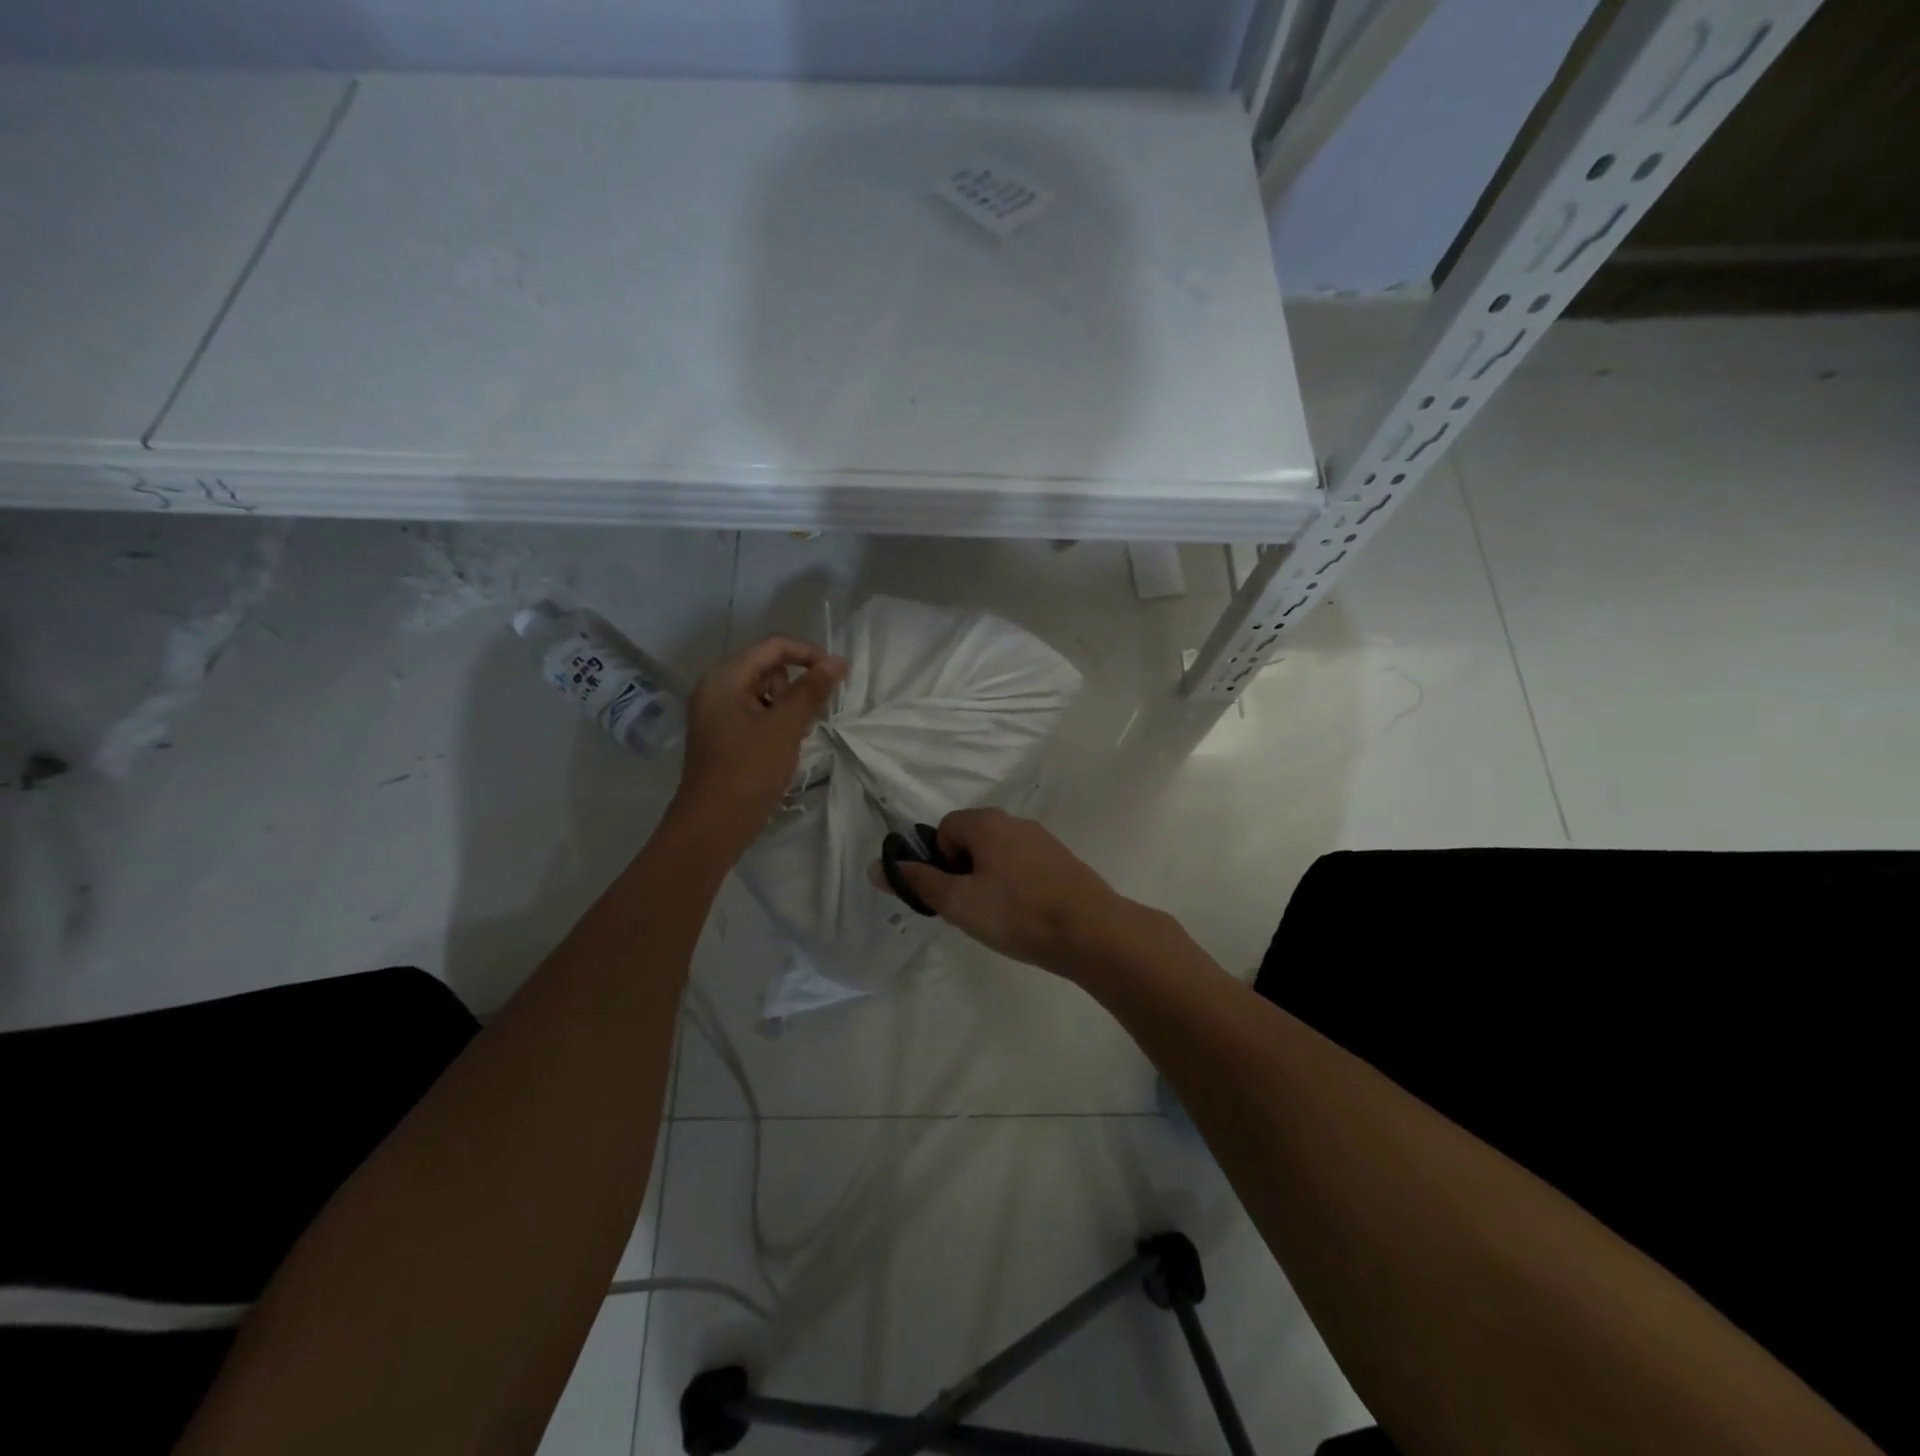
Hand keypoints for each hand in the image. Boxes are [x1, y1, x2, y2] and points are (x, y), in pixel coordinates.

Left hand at [671, 636, 845, 850]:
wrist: (714, 824)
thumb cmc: (750, 769)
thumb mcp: (786, 725)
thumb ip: (812, 689)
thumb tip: (839, 660)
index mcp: (725, 677)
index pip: (773, 647)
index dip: (808, 654)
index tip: (837, 675)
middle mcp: (715, 688)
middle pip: (767, 667)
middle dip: (795, 685)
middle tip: (808, 716)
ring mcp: (716, 713)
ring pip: (763, 692)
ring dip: (787, 706)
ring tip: (794, 735)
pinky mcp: (722, 735)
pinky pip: (754, 713)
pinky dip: (774, 722)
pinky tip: (783, 746)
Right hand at [869, 808, 1129, 976]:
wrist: (1091, 931)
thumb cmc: (1016, 913)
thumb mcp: (958, 902)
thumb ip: (918, 882)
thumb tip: (877, 866)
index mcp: (986, 822)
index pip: (944, 829)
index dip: (940, 863)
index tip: (951, 895)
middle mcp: (1014, 821)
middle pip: (971, 840)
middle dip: (963, 872)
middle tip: (971, 910)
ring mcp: (1043, 840)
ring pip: (998, 855)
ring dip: (989, 881)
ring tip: (999, 918)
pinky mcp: (1062, 861)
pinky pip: (1023, 866)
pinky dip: (1016, 886)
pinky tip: (1025, 916)